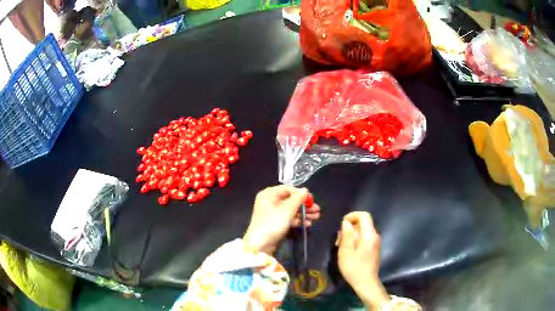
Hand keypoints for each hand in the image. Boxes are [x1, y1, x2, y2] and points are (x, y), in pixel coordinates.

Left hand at [243, 185, 320, 254]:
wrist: (260, 245)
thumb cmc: (272, 224)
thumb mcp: (286, 210)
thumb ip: (297, 199)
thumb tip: (305, 190)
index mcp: (269, 195)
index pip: (287, 189)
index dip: (300, 193)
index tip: (312, 199)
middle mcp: (270, 202)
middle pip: (290, 200)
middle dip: (304, 205)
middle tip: (317, 209)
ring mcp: (272, 213)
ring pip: (291, 210)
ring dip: (304, 213)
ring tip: (317, 216)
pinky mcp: (275, 224)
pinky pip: (288, 218)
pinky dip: (298, 220)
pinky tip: (308, 224)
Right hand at [337, 212, 389, 309]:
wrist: (366, 283)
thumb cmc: (354, 268)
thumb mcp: (346, 251)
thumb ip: (346, 235)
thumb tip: (346, 222)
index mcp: (369, 235)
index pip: (364, 215)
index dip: (353, 216)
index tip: (342, 224)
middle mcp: (375, 236)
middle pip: (363, 223)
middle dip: (349, 228)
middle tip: (338, 240)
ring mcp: (376, 242)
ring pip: (363, 231)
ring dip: (351, 235)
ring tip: (341, 247)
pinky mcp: (374, 249)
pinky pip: (365, 238)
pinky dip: (356, 240)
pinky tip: (348, 251)